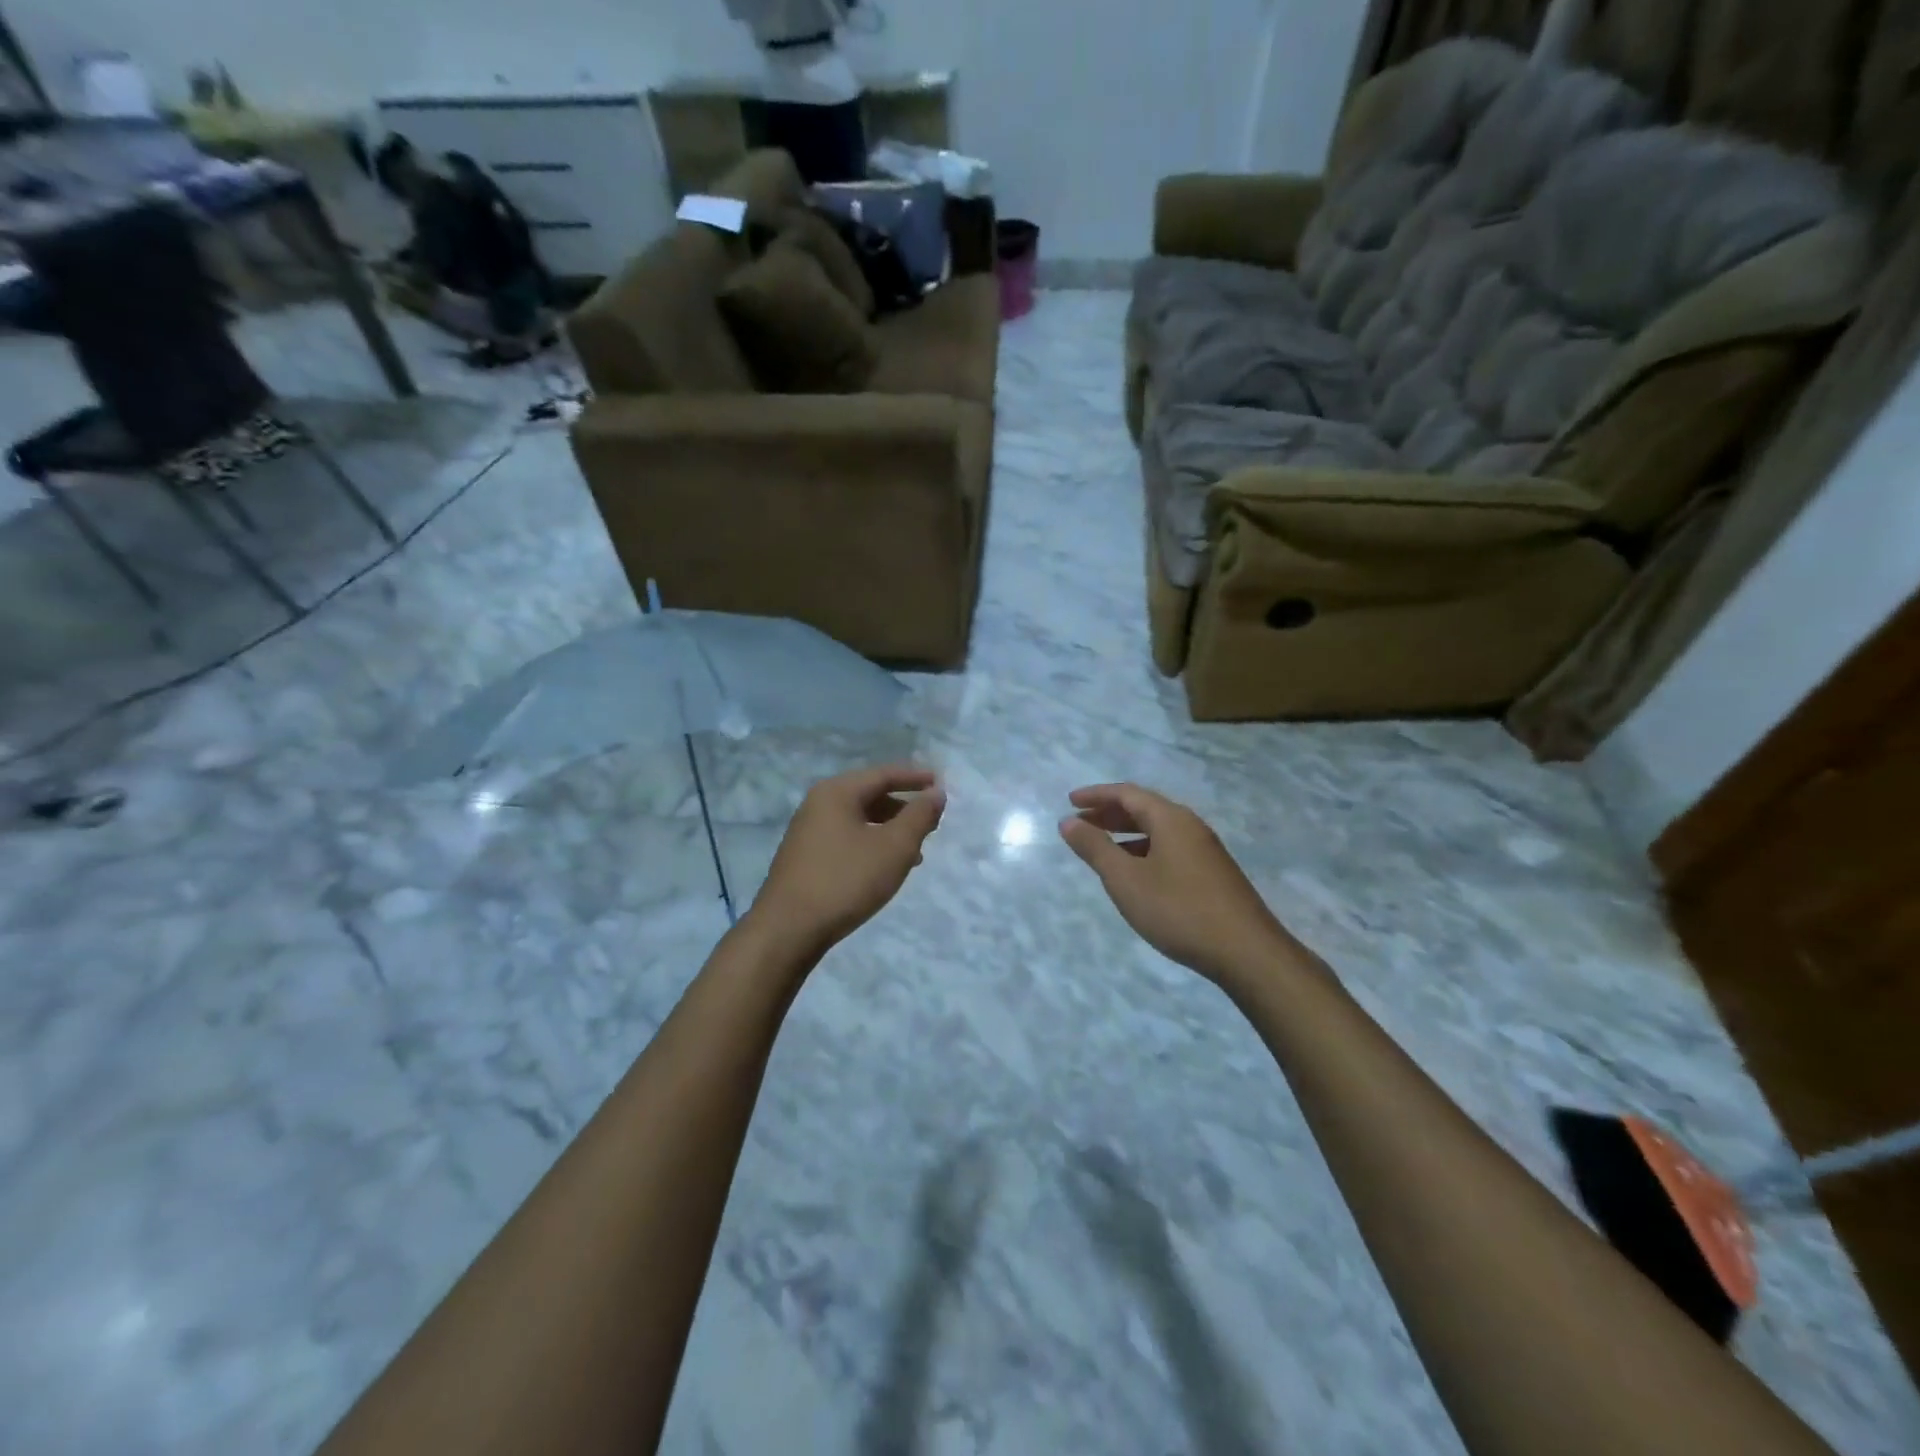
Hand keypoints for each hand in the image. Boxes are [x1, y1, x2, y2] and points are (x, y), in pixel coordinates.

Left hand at [746, 766, 945, 956]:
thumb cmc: (846, 880)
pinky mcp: (805, 857)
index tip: (940, 784)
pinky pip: (846, 838)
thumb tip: (935, 793)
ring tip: (915, 852)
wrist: (788, 929)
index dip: (915, 778)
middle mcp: (818, 804)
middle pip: (869, 795)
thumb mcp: (894, 847)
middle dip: (903, 807)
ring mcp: (808, 831)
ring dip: (889, 830)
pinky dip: (871, 844)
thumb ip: (919, 816)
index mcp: (837, 792)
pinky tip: (884, 868)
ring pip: (858, 820)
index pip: (883, 774)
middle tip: (931, 822)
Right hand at [1059, 783, 1299, 986]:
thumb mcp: (1126, 880)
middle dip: (1109, 813)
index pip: (1127, 793)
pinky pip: (1170, 848)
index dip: (1096, 795)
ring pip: (1158, 830)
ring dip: (1126, 833)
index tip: (1069, 801)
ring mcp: (1205, 850)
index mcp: (1171, 819)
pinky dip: (1144, 850)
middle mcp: (1190, 826)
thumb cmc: (1178, 910)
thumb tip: (1068, 821)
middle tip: (1080, 823)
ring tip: (1101, 849)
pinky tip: (1136, 874)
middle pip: (1144, 808)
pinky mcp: (1212, 874)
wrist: (1246, 952)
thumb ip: (1095, 848)